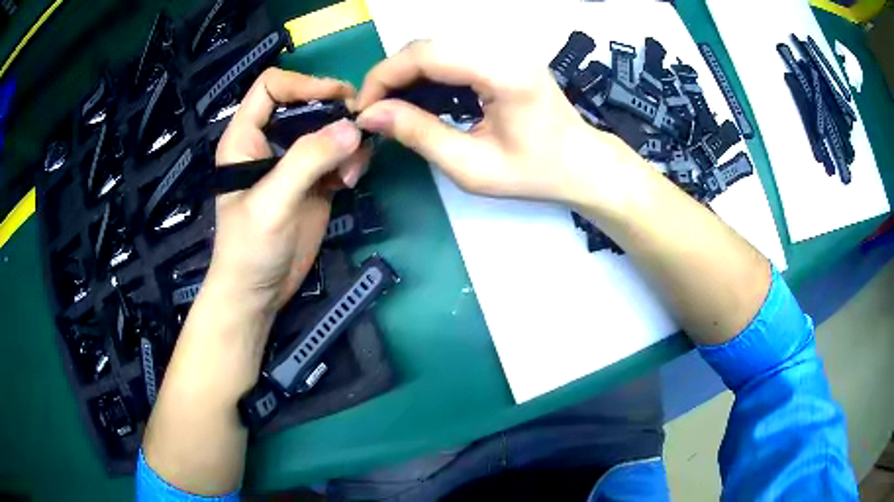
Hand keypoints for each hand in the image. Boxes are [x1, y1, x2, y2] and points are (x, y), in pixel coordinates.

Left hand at [209, 68, 367, 313]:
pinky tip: (351, 181)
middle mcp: (270, 141)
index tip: (338, 99)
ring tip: (351, 171)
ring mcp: (294, 161)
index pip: (272, 86)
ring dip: (348, 141)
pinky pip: (340, 155)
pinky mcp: (314, 181)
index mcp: (246, 136)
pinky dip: (352, 161)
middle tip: (360, 129)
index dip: (304, 83)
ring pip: (328, 128)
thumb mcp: (272, 202)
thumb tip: (353, 127)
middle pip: (307, 102)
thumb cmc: (249, 248)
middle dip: (335, 112)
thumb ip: (308, 161)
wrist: (258, 293)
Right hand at [355, 40, 647, 206]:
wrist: (582, 164)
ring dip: (407, 73)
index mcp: (503, 73)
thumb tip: (370, 115)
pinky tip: (420, 98)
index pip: (426, 54)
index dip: (384, 76)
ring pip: (436, 46)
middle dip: (391, 75)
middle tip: (375, 111)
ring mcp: (505, 49)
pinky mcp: (503, 55)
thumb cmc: (536, 173)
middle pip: (428, 44)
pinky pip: (452, 54)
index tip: (364, 109)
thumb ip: (420, 135)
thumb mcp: (472, 167)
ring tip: (392, 107)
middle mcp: (504, 49)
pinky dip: (427, 73)